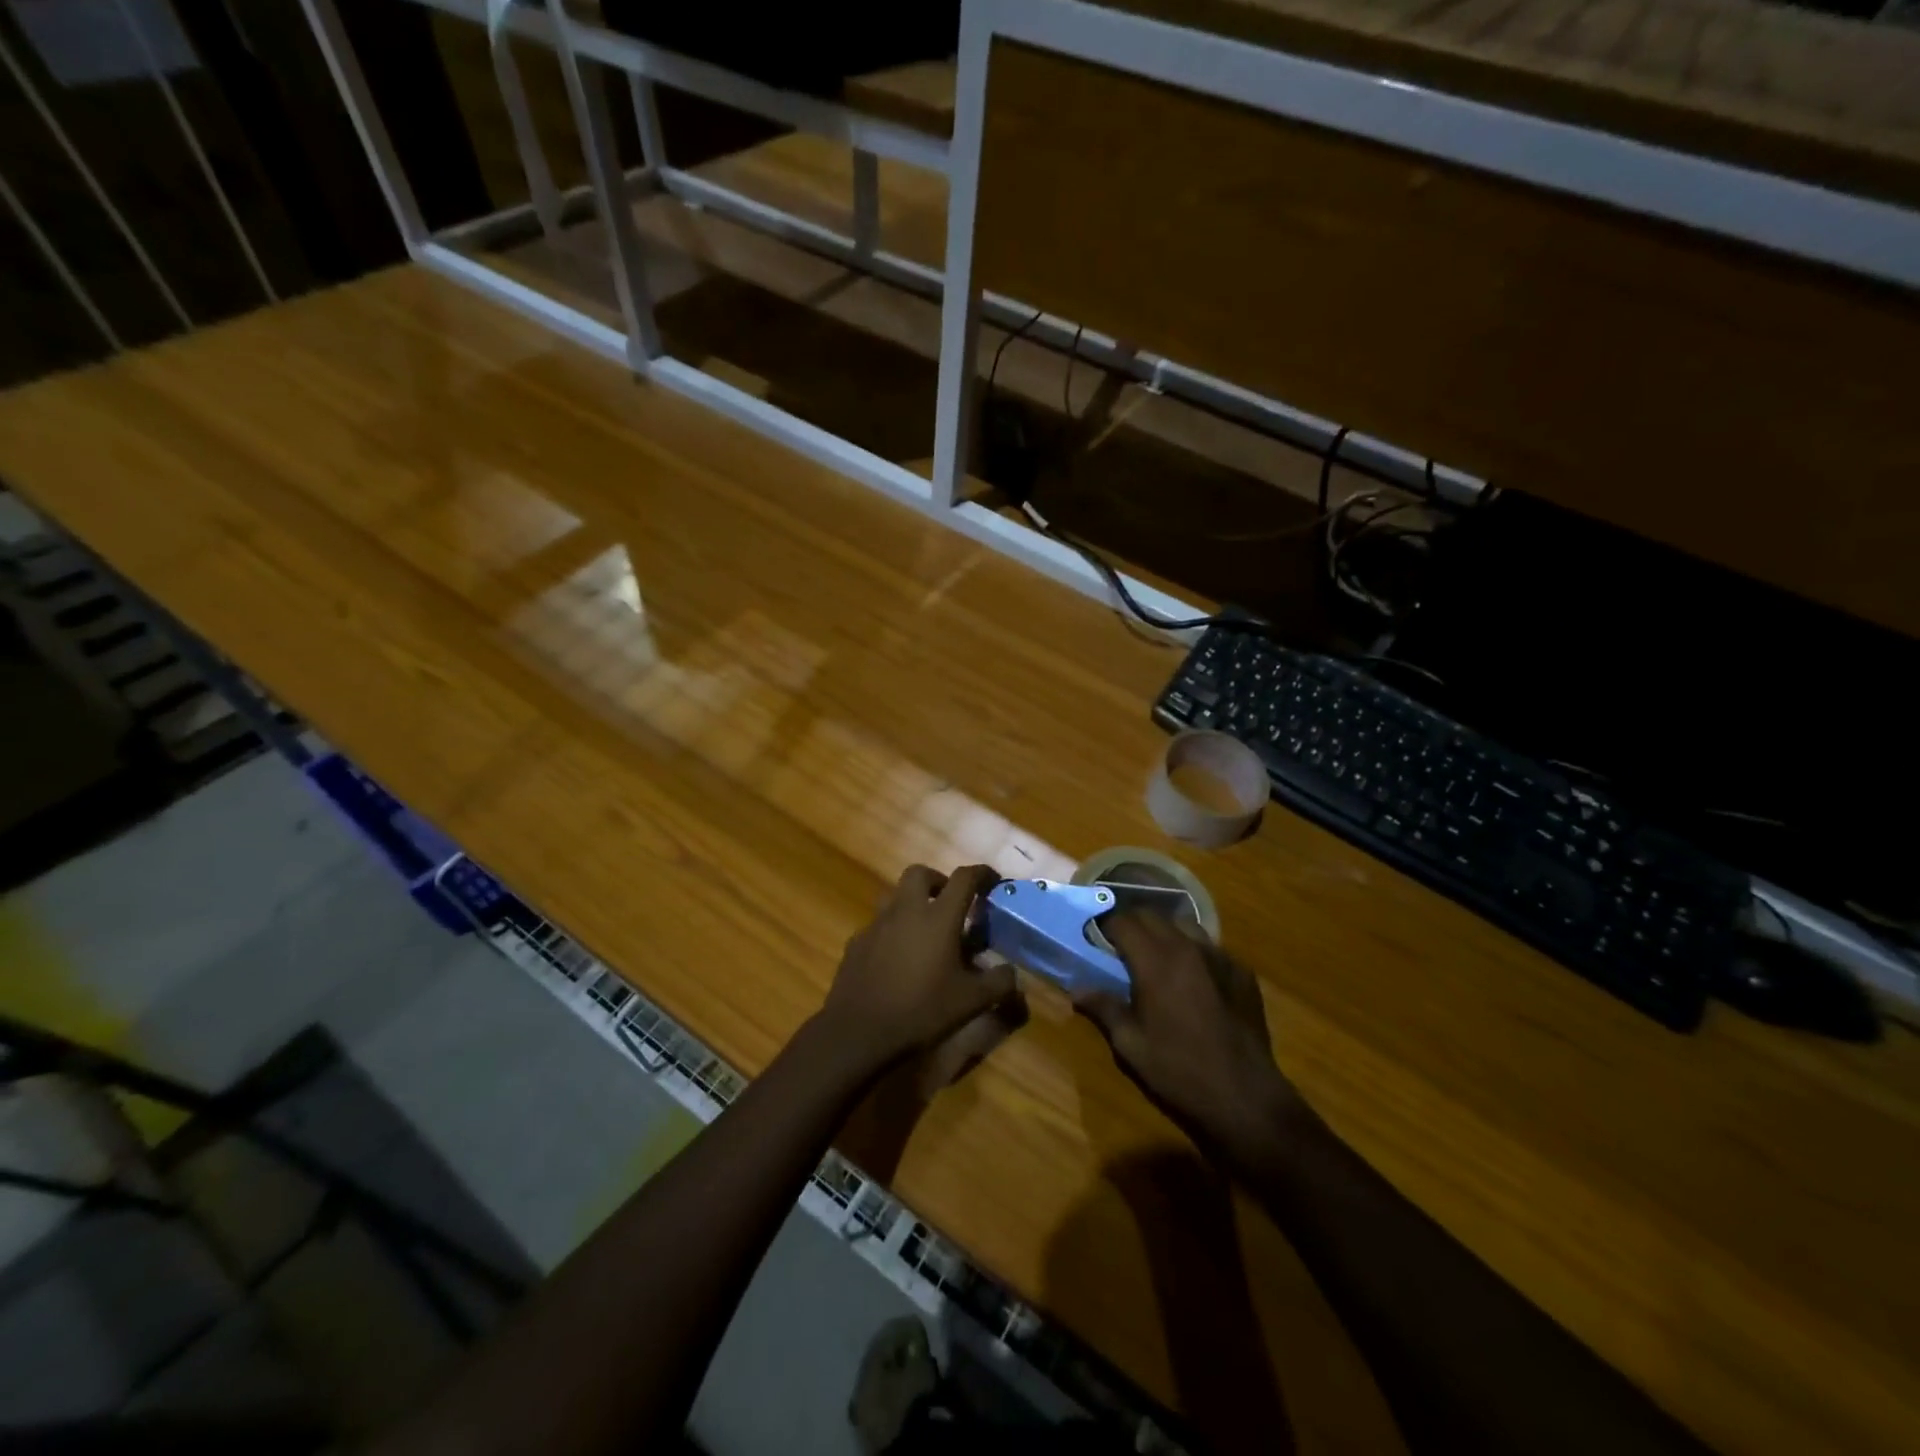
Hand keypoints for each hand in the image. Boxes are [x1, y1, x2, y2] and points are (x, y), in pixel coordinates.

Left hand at [818, 864, 1016, 1077]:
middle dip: (939, 881)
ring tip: (925, 932)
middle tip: (951, 904)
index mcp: (938, 917)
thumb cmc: (921, 1011)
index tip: (993, 881)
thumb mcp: (971, 1002)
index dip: (982, 874)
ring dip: (912, 903)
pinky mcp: (856, 943)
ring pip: (895, 896)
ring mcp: (876, 925)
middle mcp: (905, 910)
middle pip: (921, 873)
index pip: (964, 878)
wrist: (859, 1032)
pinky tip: (897, 959)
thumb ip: (999, 983)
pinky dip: (892, 931)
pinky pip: (878, 925)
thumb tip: (1012, 973)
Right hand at [1076, 912, 1297, 1164]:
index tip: (1094, 937)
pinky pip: (1211, 948)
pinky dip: (1194, 952)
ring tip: (1155, 955)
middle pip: (1152, 915)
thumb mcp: (1130, 1044)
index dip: (1104, 925)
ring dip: (1164, 932)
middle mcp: (1187, 948)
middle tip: (1119, 945)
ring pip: (1184, 925)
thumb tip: (1077, 989)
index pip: (1122, 922)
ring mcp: (1219, 957)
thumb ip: (1104, 1008)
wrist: (1244, 1097)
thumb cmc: (1178, 1071)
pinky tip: (1193, 978)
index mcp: (1155, 962)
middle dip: (1131, 923)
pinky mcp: (1242, 972)